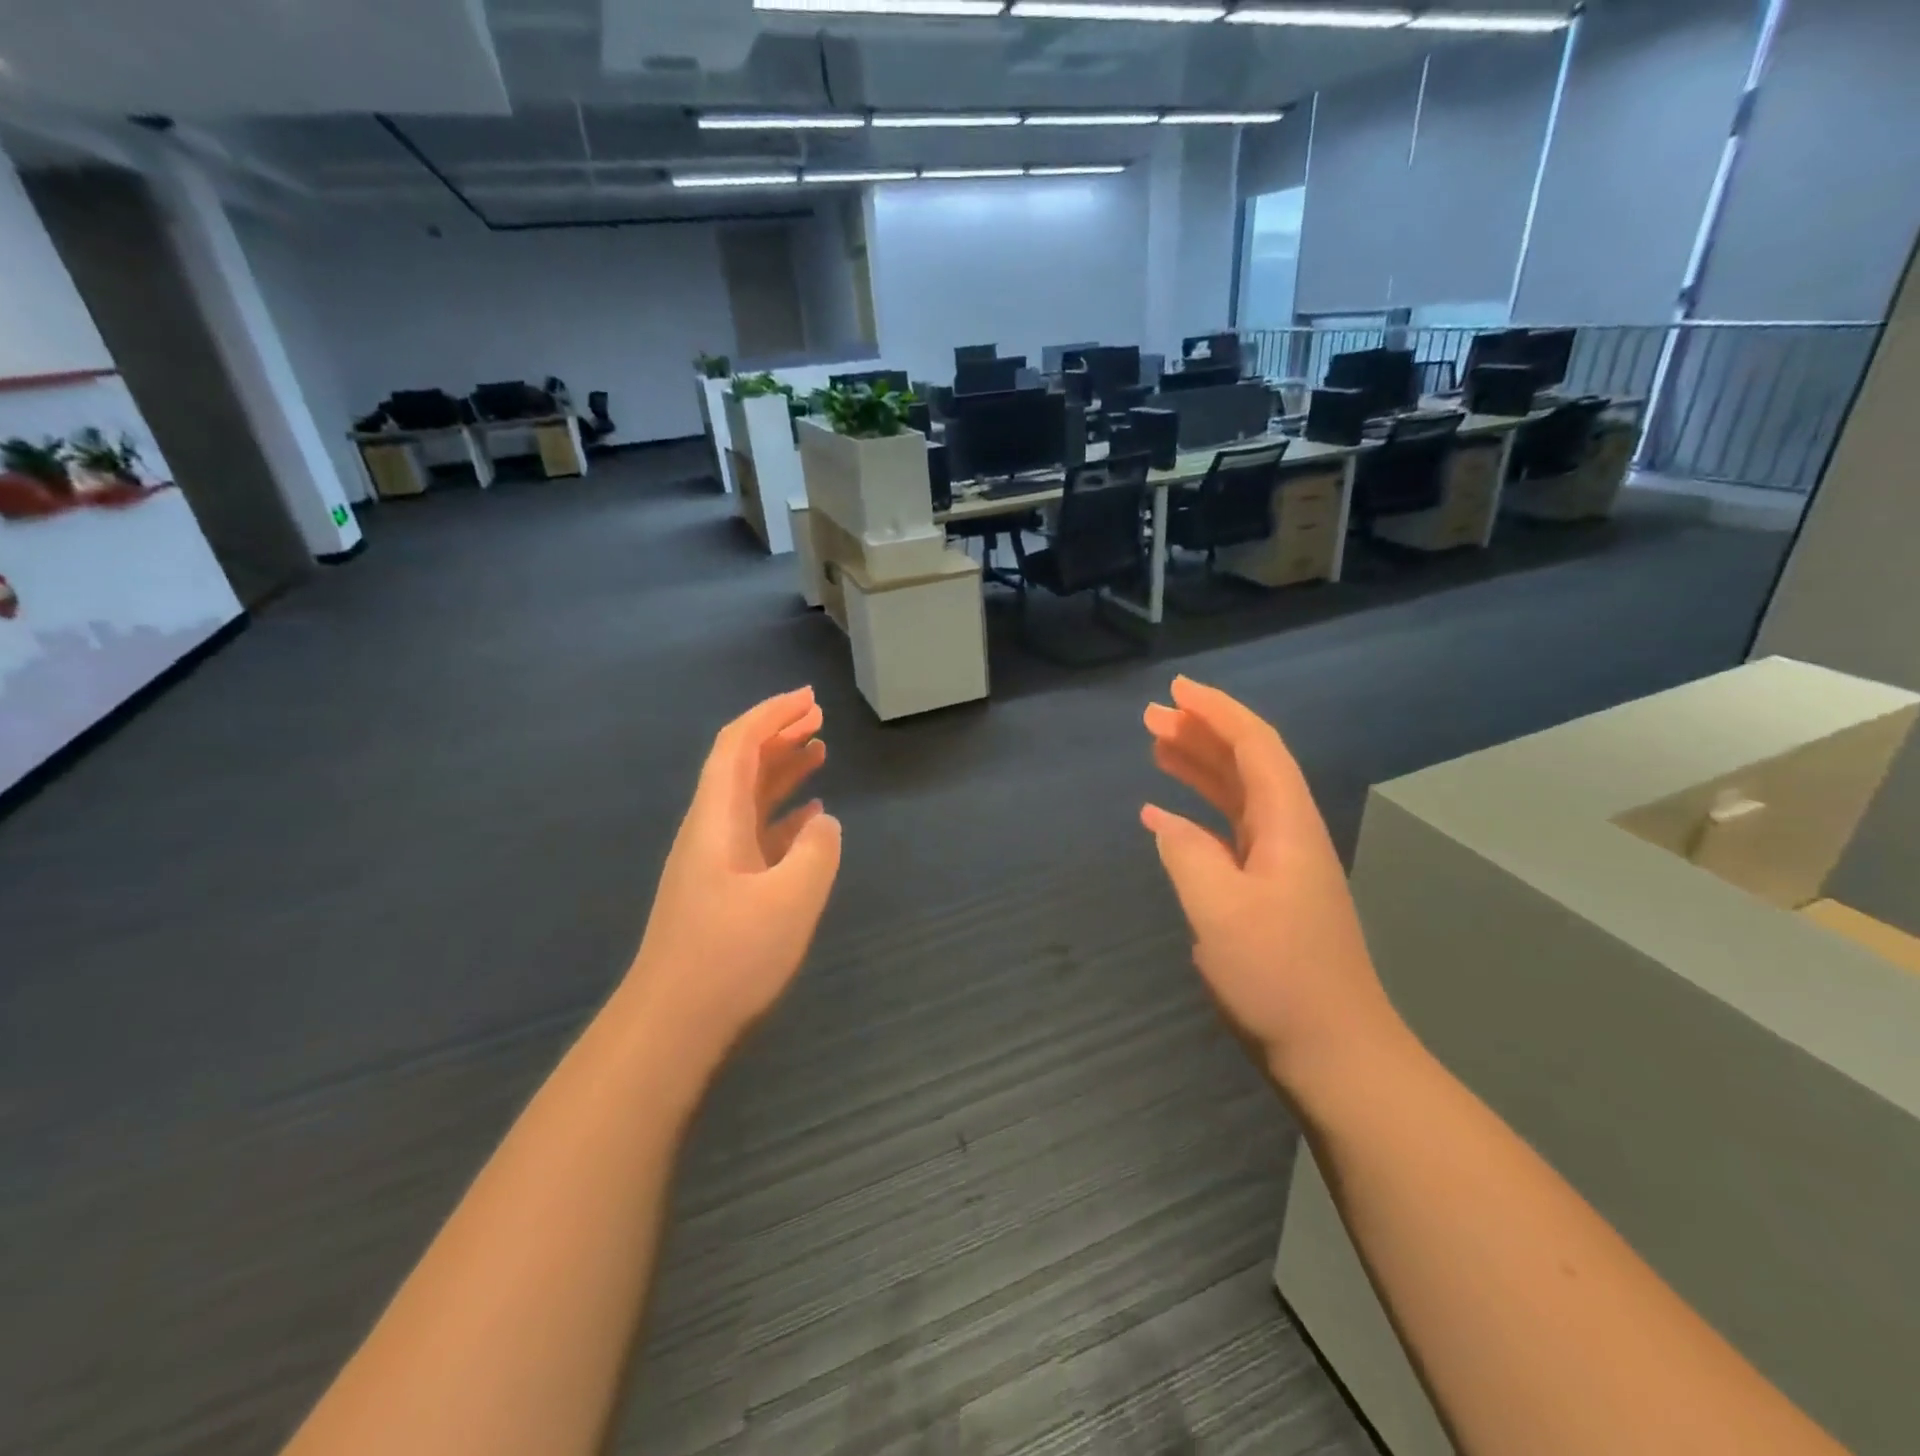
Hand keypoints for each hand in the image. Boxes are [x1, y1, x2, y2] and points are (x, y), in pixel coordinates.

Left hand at [625, 687, 841, 1070]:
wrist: (673, 1023)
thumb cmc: (731, 956)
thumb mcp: (792, 899)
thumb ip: (817, 851)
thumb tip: (824, 823)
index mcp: (717, 819)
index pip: (737, 746)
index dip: (771, 715)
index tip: (808, 698)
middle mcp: (710, 830)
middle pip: (741, 765)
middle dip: (778, 734)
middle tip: (818, 717)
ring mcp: (714, 861)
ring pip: (749, 798)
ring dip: (782, 771)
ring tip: (819, 753)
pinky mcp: (723, 889)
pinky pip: (756, 833)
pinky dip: (784, 815)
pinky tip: (811, 820)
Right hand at [1142, 676, 1403, 1096]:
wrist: (1334, 1051)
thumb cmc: (1279, 977)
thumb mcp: (1220, 911)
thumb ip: (1187, 854)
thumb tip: (1164, 820)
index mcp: (1288, 826)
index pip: (1255, 747)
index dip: (1217, 712)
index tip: (1176, 691)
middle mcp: (1288, 833)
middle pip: (1246, 764)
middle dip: (1201, 733)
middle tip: (1151, 717)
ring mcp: (1280, 864)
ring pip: (1237, 796)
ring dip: (1198, 767)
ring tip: (1155, 748)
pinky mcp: (1268, 891)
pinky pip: (1228, 832)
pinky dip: (1196, 814)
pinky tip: (1163, 814)